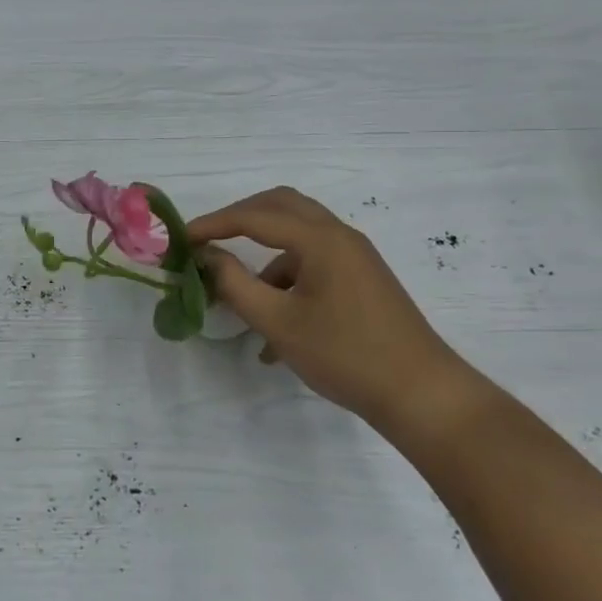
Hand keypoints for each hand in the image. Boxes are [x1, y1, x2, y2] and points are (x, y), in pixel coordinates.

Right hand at [190, 187, 468, 431]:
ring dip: (263, 255)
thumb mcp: (278, 323)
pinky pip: (313, 263)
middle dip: (239, 219)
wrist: (421, 394)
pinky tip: (273, 332)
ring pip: (297, 235)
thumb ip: (234, 284)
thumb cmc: (345, 355)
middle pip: (280, 206)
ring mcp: (355, 256)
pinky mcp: (361, 278)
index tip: (180, 239)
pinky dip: (286, 280)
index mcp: (320, 239)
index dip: (213, 224)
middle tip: (208, 239)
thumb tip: (207, 256)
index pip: (254, 216)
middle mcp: (339, 236)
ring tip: (238, 297)